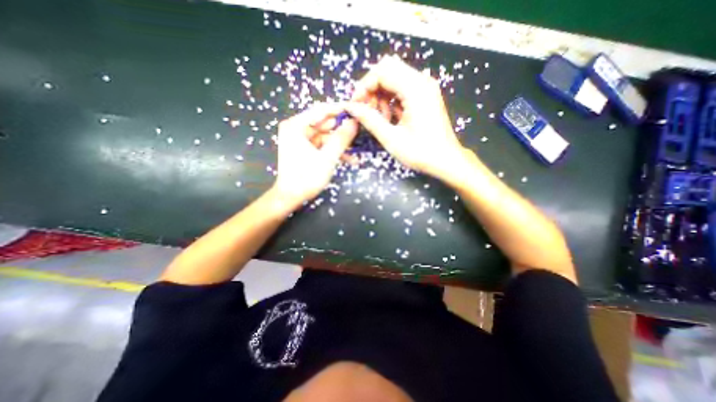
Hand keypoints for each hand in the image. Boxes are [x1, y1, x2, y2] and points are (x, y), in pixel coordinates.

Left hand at [272, 104, 357, 208]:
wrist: (291, 197)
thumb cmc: (307, 177)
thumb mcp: (327, 157)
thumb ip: (341, 139)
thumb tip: (355, 122)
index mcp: (296, 125)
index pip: (322, 110)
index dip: (340, 110)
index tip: (357, 111)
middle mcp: (297, 128)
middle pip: (324, 124)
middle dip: (343, 131)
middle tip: (361, 133)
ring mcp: (301, 139)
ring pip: (326, 136)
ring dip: (341, 144)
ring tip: (357, 151)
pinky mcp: (305, 149)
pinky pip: (323, 146)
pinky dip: (334, 151)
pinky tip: (349, 159)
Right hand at [349, 53, 470, 178]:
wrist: (446, 160)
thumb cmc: (421, 152)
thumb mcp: (391, 139)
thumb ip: (369, 120)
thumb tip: (350, 107)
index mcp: (415, 89)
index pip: (382, 72)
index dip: (364, 86)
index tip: (355, 105)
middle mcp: (422, 82)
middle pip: (388, 69)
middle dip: (371, 88)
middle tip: (365, 110)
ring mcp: (424, 88)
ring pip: (394, 78)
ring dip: (380, 95)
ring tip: (378, 118)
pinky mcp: (425, 95)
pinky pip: (402, 88)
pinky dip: (390, 99)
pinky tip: (388, 117)